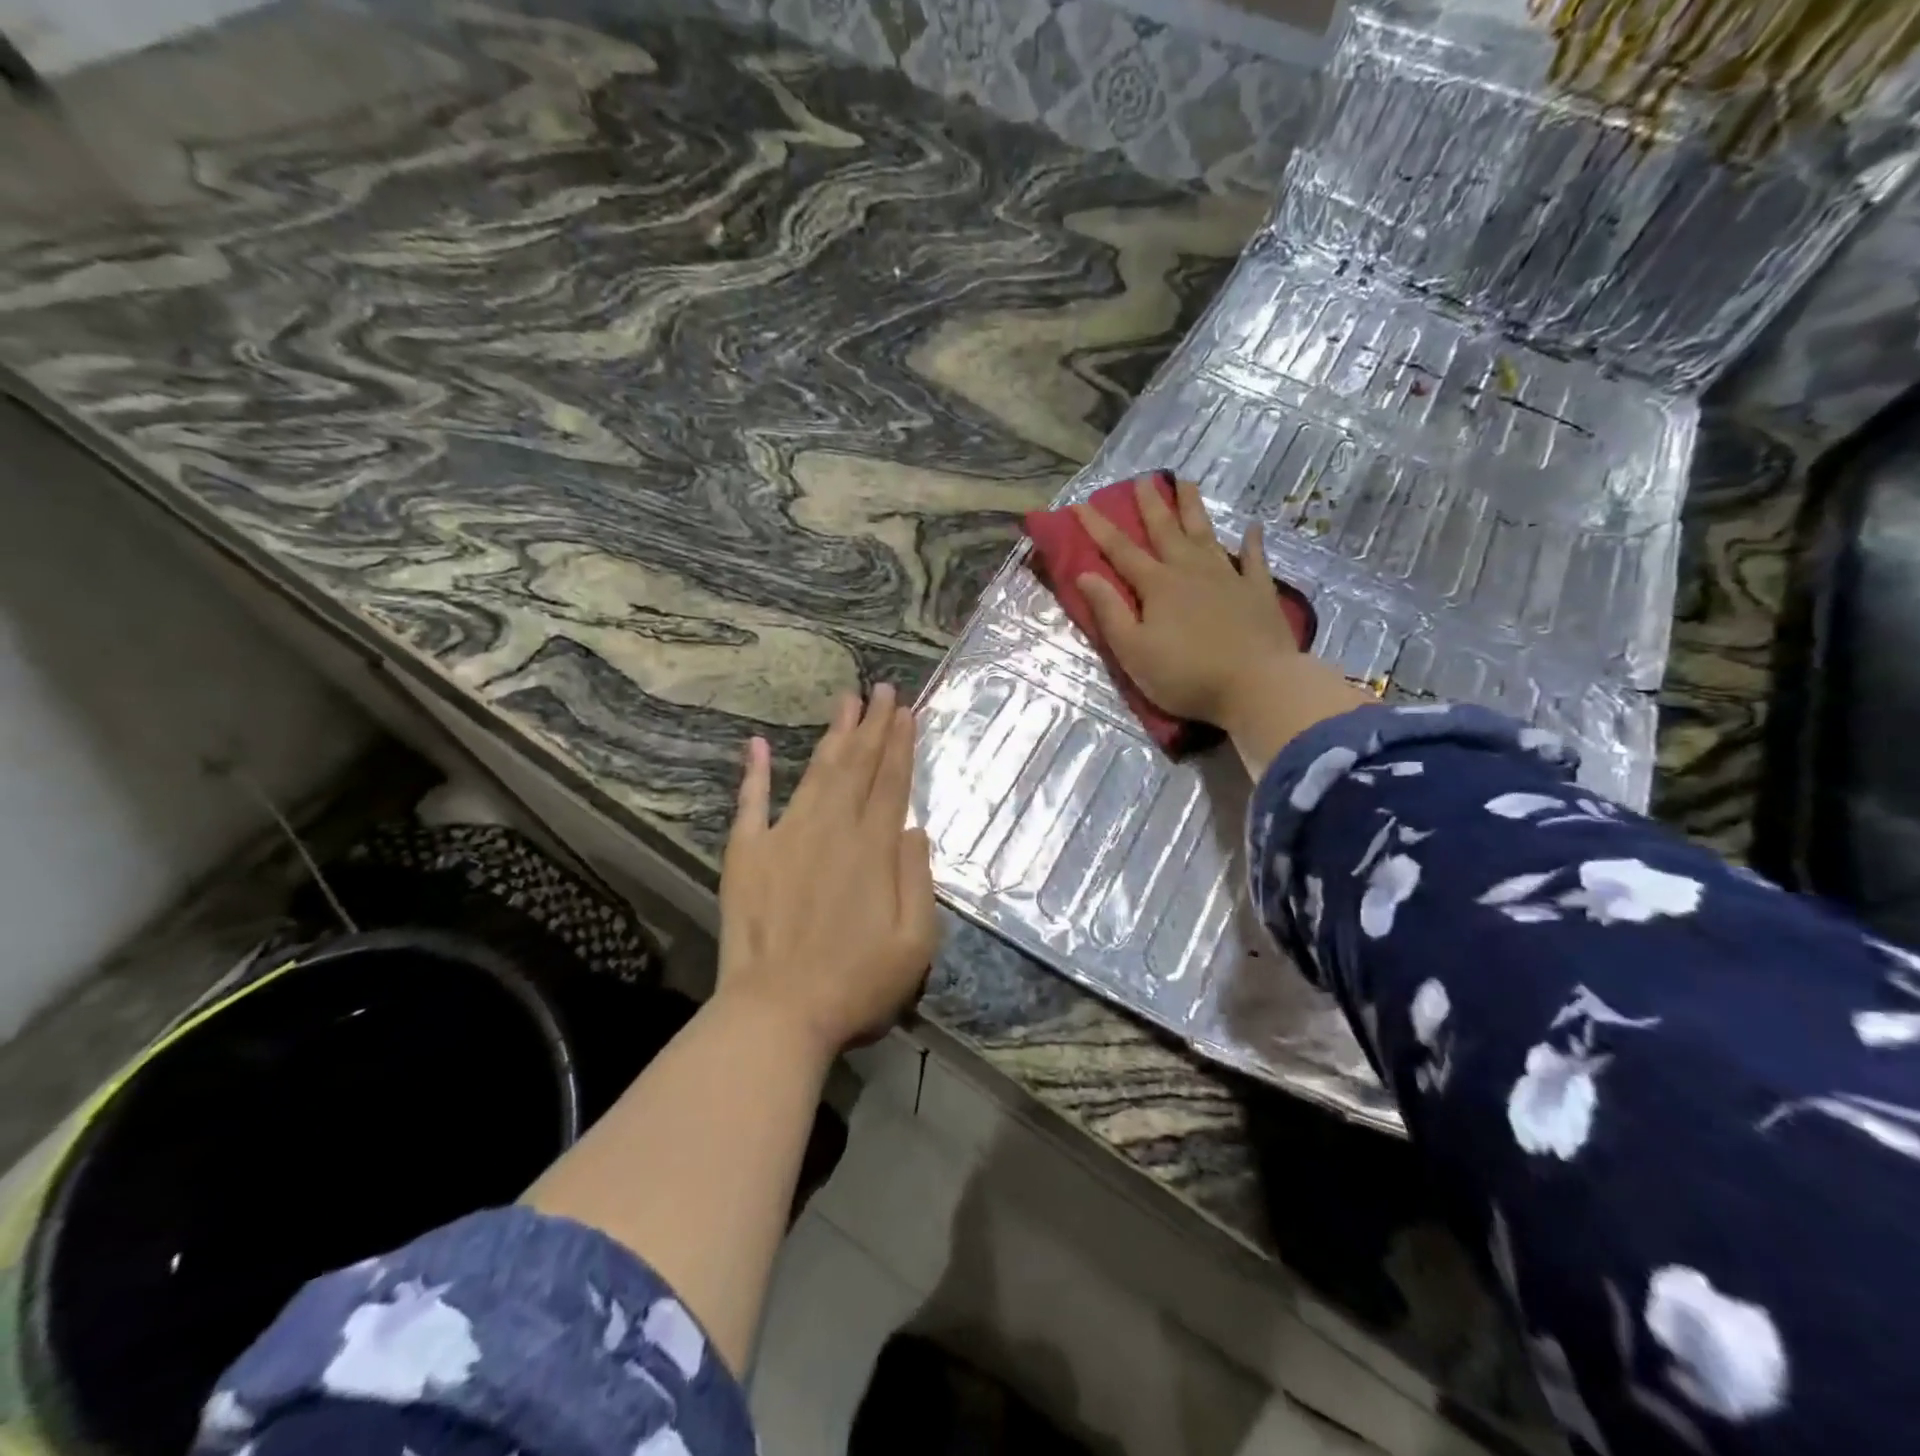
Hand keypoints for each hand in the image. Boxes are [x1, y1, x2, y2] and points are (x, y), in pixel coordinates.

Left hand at [718, 685, 940, 1055]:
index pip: (891, 783)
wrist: (777, 1013)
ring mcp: (785, 837)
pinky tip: (755, 745)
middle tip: (881, 688)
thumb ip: (919, 879)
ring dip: (832, 736)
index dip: (900, 744)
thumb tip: (914, 828)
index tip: (905, 710)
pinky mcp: (747, 854)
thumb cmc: (855, 985)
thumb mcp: (916, 943)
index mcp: (873, 849)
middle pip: (856, 767)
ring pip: (815, 774)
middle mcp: (831, 830)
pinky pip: (750, 804)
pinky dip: (753, 774)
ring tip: (845, 701)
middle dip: (872, 725)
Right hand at [1074, 476, 1300, 724]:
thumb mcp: (1133, 650)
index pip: (1121, 551)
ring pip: (1206, 534)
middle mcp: (1191, 571)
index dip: (1098, 528)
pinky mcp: (1259, 591)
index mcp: (1157, 586)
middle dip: (1151, 504)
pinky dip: (1252, 542)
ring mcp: (1228, 578)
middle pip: (1167, 531)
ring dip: (1194, 509)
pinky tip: (1252, 527)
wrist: (1256, 686)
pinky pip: (1254, 559)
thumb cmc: (1185, 675)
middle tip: (1144, 478)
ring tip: (1187, 483)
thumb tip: (1084, 574)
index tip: (1080, 505)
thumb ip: (1109, 611)